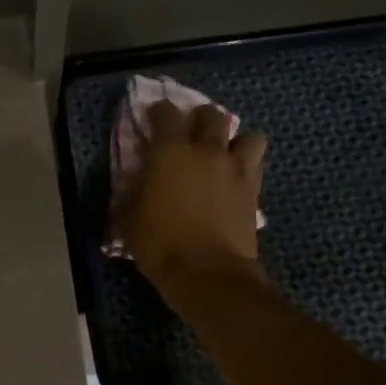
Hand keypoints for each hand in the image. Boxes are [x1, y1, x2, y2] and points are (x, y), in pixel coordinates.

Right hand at [115, 101, 267, 298]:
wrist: (207, 272)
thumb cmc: (159, 245)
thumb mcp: (129, 220)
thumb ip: (132, 193)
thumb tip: (135, 183)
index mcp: (169, 153)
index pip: (166, 114)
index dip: (158, 112)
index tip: (153, 117)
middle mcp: (206, 151)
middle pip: (211, 115)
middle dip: (200, 119)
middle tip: (191, 132)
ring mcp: (236, 168)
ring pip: (248, 135)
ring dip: (235, 140)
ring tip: (225, 154)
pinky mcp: (254, 189)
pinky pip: (256, 164)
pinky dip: (247, 165)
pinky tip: (236, 178)